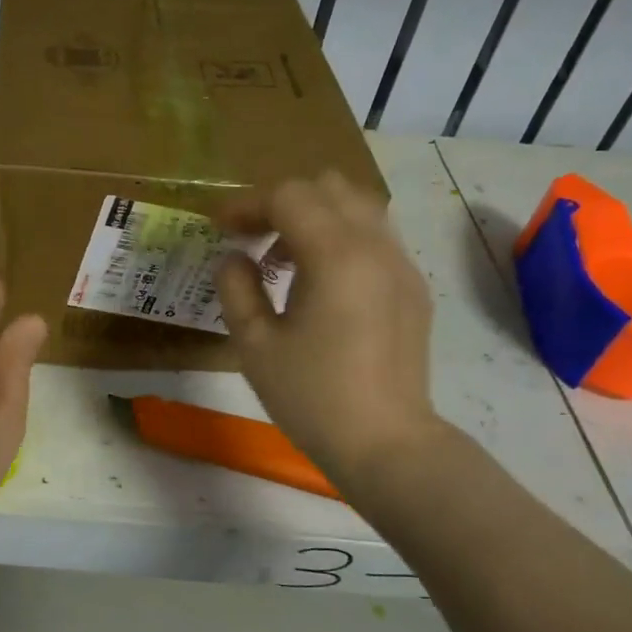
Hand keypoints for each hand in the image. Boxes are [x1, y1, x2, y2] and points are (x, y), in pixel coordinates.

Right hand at [216, 171, 447, 492]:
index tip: (219, 228)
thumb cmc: (312, 397)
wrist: (386, 444)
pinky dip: (340, 238)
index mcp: (336, 256)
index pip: (288, 196)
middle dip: (282, 202)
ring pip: (357, 206)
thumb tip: (233, 259)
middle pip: (328, 186)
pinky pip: (374, 236)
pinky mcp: (412, 287)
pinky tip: (319, 283)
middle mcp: (376, 246)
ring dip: (314, 217)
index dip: (247, 204)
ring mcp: (401, 265)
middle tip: (251, 238)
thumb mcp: (255, 346)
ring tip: (283, 260)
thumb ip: (236, 289)